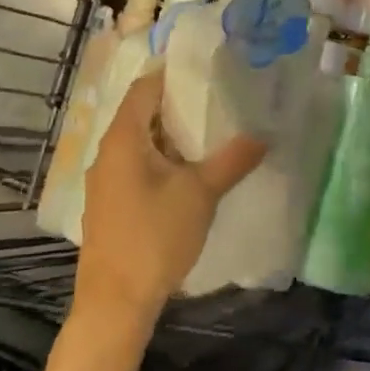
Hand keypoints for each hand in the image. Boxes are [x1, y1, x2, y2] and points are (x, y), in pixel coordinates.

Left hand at [76, 70, 264, 334]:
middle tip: (217, 98)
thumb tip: (263, 135)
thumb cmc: (155, 237)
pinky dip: (162, 159)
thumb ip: (232, 160)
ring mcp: (106, 181)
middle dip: (177, 105)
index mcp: (123, 139)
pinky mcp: (111, 205)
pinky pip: (137, 166)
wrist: (116, 302)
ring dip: (171, 136)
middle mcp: (107, 153)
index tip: (205, 68)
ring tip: (210, 132)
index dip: (172, 74)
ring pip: (140, 143)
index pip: (144, 88)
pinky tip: (188, 173)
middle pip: (141, 114)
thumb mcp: (200, 194)